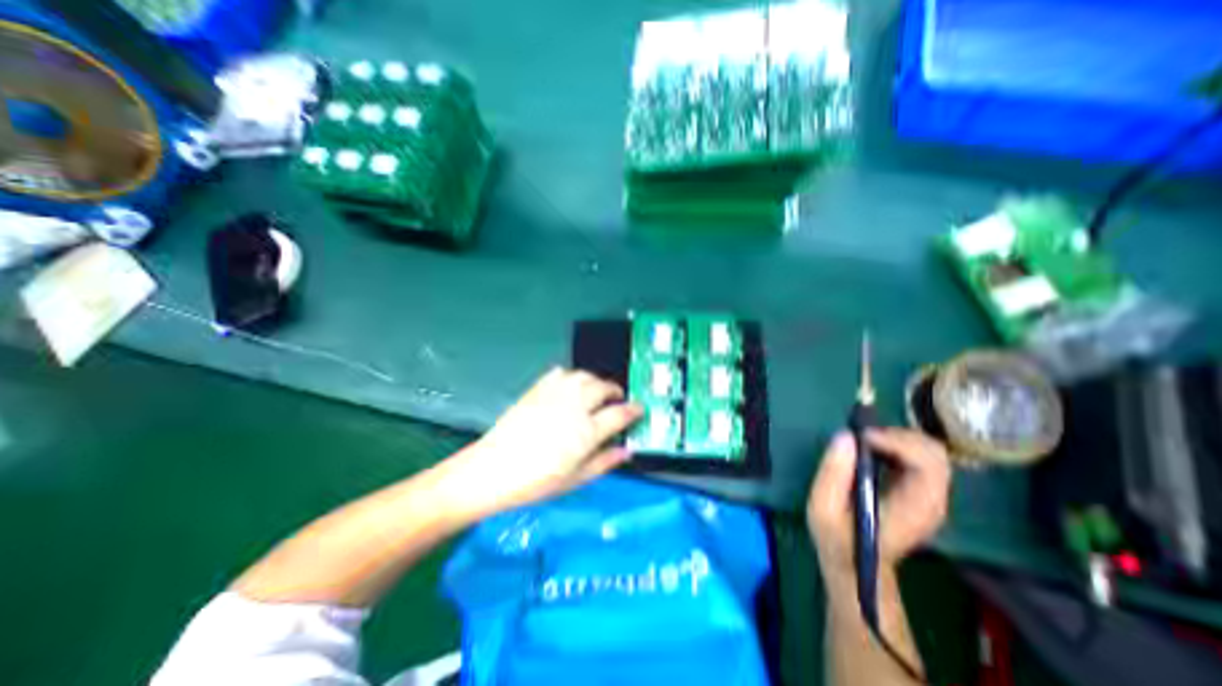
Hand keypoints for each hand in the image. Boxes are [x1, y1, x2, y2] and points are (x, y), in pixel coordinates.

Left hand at [448, 366, 639, 516]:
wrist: (491, 470)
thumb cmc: (535, 482)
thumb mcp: (575, 480)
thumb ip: (604, 462)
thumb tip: (627, 451)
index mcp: (586, 431)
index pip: (619, 413)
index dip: (633, 410)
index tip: (639, 409)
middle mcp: (574, 406)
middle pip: (603, 387)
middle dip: (615, 391)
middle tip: (618, 400)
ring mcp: (554, 395)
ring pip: (584, 375)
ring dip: (596, 381)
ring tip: (597, 392)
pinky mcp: (537, 389)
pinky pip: (561, 373)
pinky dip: (572, 376)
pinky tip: (571, 386)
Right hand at [809, 432, 954, 580]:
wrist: (856, 564)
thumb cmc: (838, 538)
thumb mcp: (823, 507)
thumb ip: (833, 472)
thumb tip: (845, 436)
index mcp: (915, 508)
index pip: (928, 465)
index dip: (898, 442)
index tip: (862, 437)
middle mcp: (932, 501)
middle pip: (935, 454)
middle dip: (898, 435)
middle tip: (862, 436)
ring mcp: (930, 496)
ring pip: (930, 452)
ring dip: (897, 438)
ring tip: (864, 441)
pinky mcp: (921, 491)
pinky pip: (920, 457)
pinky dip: (897, 445)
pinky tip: (873, 450)